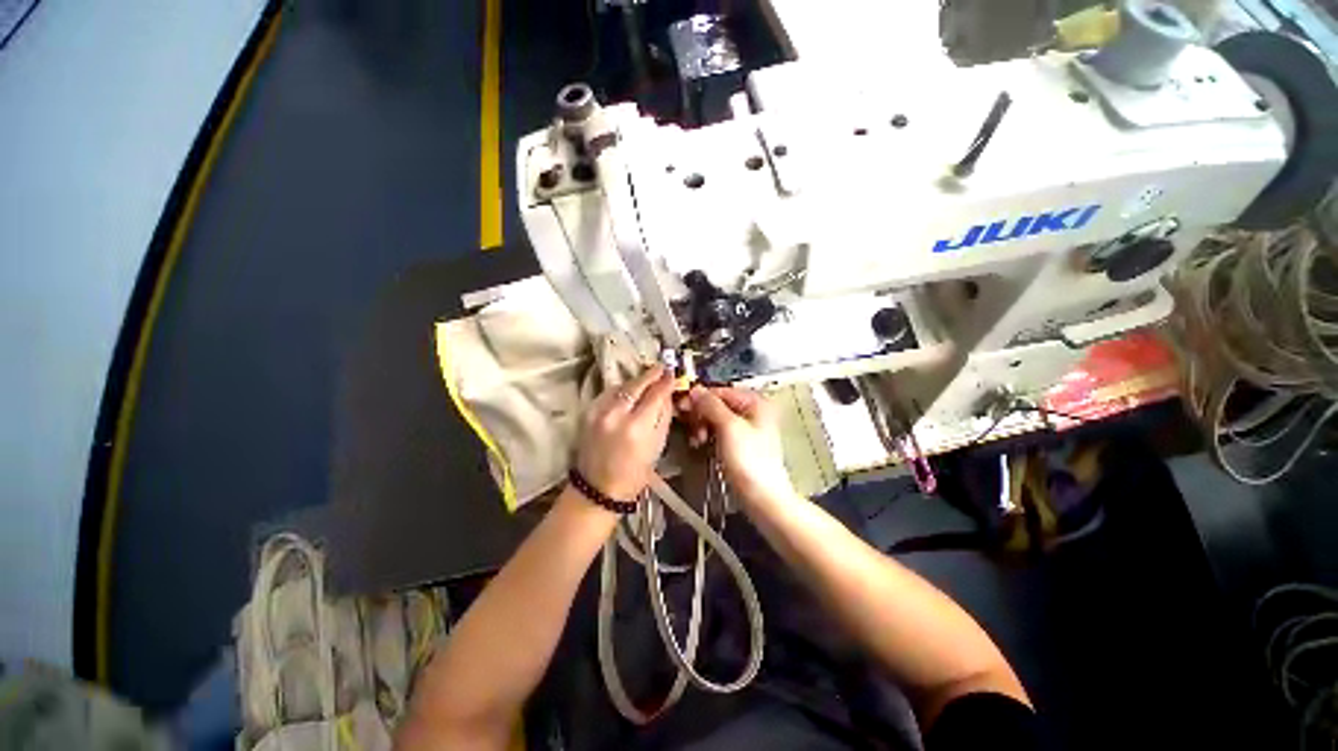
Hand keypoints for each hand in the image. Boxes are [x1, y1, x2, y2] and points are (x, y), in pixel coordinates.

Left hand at [575, 365, 675, 500]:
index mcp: (636, 427)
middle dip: (651, 374)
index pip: (655, 394)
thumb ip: (663, 416)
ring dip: (636, 381)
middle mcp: (615, 415)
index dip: (665, 381)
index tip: (672, 373)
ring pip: (621, 386)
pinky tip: (629, 392)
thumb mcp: (657, 446)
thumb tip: (667, 393)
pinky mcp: (588, 412)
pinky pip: (608, 393)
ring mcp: (598, 412)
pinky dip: (621, 390)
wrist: (597, 489)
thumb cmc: (634, 474)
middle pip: (636, 385)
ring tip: (647, 380)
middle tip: (662, 367)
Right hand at [678, 386, 794, 507]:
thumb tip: (695, 390)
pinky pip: (719, 431)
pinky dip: (708, 435)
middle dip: (701, 414)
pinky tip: (701, 443)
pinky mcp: (740, 444)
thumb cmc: (749, 461)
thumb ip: (711, 405)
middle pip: (718, 403)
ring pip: (716, 418)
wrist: (762, 497)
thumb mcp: (728, 427)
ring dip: (702, 425)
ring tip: (697, 439)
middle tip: (690, 426)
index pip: (720, 390)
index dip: (700, 397)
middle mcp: (752, 411)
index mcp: (755, 402)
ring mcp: (746, 428)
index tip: (682, 406)